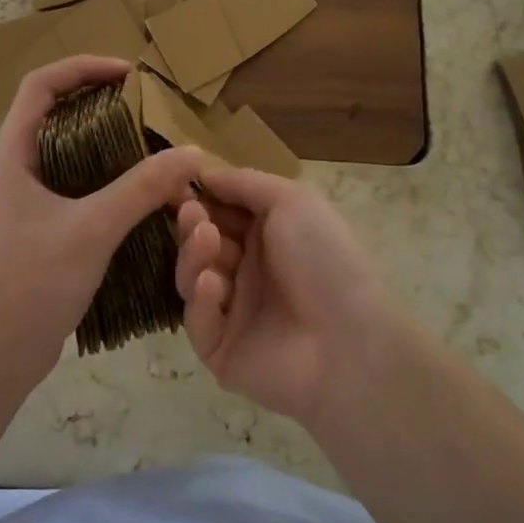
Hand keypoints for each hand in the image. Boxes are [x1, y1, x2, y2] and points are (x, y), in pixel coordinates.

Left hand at [0, 56, 203, 393]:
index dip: (83, 67)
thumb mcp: (93, 228)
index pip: (40, 85)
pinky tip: (139, 198)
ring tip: (152, 152)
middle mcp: (14, 170)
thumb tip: (193, 153)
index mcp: (12, 155)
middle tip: (148, 113)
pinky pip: (75, 188)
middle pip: (56, 114)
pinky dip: (106, 182)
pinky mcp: (38, 228)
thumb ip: (143, 188)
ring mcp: (24, 201)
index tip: (129, 74)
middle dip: (102, 106)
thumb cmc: (33, 281)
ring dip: (108, 147)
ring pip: (69, 155)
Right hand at [174, 167, 410, 423]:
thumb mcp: (292, 201)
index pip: (218, 213)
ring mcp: (232, 312)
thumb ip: (245, 183)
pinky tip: (212, 283)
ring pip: (192, 279)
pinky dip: (200, 300)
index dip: (197, 198)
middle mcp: (247, 272)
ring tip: (206, 240)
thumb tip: (204, 172)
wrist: (349, 342)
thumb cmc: (325, 259)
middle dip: (191, 224)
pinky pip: (197, 321)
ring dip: (193, 255)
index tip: (174, 185)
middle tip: (190, 213)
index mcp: (266, 238)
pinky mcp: (220, 350)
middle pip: (200, 244)